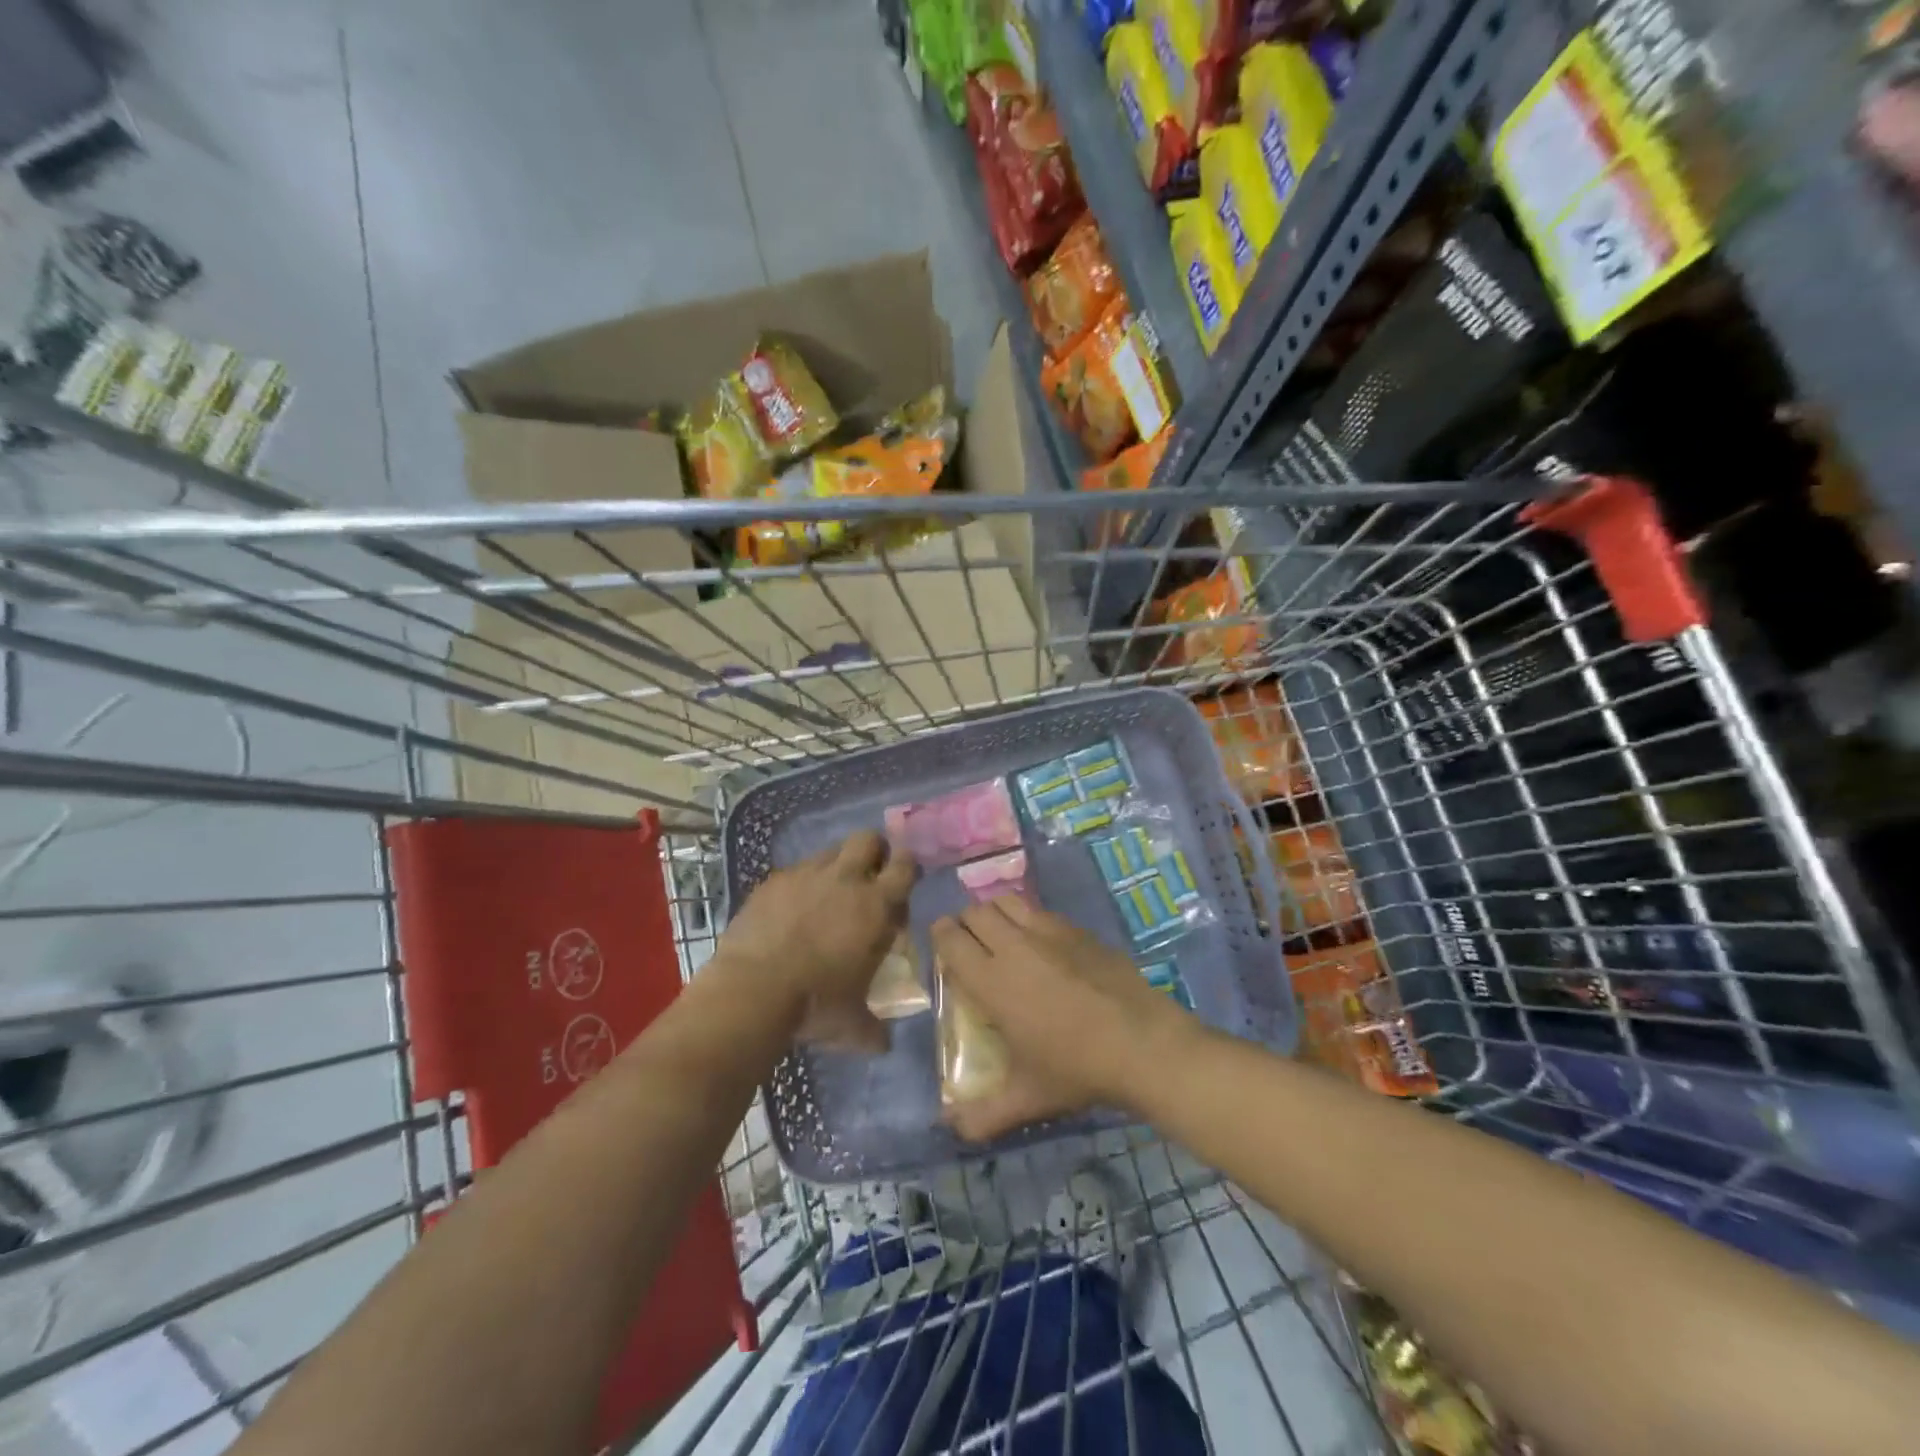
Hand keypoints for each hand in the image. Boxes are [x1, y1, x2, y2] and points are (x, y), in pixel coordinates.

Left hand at [720, 830, 916, 1051]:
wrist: (752, 990)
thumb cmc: (815, 1004)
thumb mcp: (852, 1025)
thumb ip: (873, 1029)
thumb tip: (883, 1043)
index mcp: (876, 905)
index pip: (906, 866)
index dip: (908, 868)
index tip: (904, 882)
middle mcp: (846, 879)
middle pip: (868, 839)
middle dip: (874, 851)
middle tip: (869, 877)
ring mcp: (806, 874)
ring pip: (830, 851)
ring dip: (837, 865)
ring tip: (828, 893)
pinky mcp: (772, 881)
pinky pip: (795, 871)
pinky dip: (800, 884)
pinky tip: (791, 910)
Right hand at [931, 896, 1195, 1140]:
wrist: (1143, 1044)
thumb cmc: (1077, 1069)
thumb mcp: (1027, 1098)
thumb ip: (983, 1115)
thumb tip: (949, 1127)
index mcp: (992, 982)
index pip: (951, 940)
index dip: (940, 935)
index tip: (941, 943)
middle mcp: (1014, 947)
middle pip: (976, 913)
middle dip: (965, 922)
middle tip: (969, 943)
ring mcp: (1049, 932)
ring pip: (1006, 902)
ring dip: (995, 913)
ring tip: (1000, 934)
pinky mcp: (1078, 929)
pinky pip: (1040, 911)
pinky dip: (1028, 918)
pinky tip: (1041, 943)